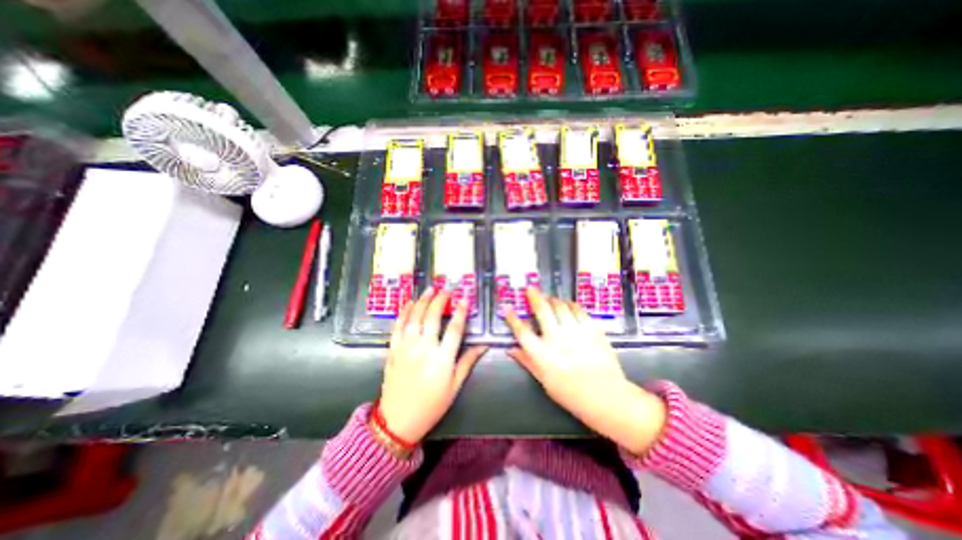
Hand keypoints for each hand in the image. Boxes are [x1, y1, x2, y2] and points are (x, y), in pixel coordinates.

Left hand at [380, 288, 488, 444]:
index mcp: (442, 359)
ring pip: (415, 318)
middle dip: (440, 300)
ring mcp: (406, 348)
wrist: (398, 420)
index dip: (461, 312)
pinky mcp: (393, 350)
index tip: (464, 299)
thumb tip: (483, 345)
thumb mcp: (454, 386)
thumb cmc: (432, 404)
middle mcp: (424, 349)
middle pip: (433, 318)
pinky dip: (404, 313)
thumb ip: (468, 362)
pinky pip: (398, 327)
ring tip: (429, 289)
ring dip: (422, 301)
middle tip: (446, 289)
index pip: (455, 329)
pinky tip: (409, 303)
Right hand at [504, 286, 669, 454]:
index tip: (507, 307)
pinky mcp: (591, 328)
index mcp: (541, 353)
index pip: (521, 330)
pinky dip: (571, 304)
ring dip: (553, 299)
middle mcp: (555, 337)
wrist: (605, 396)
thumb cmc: (570, 393)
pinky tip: (569, 304)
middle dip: (534, 296)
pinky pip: (578, 309)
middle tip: (531, 288)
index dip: (512, 317)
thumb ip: (527, 361)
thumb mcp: (543, 380)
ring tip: (550, 298)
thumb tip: (511, 349)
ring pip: (560, 305)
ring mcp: (574, 331)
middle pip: (542, 309)